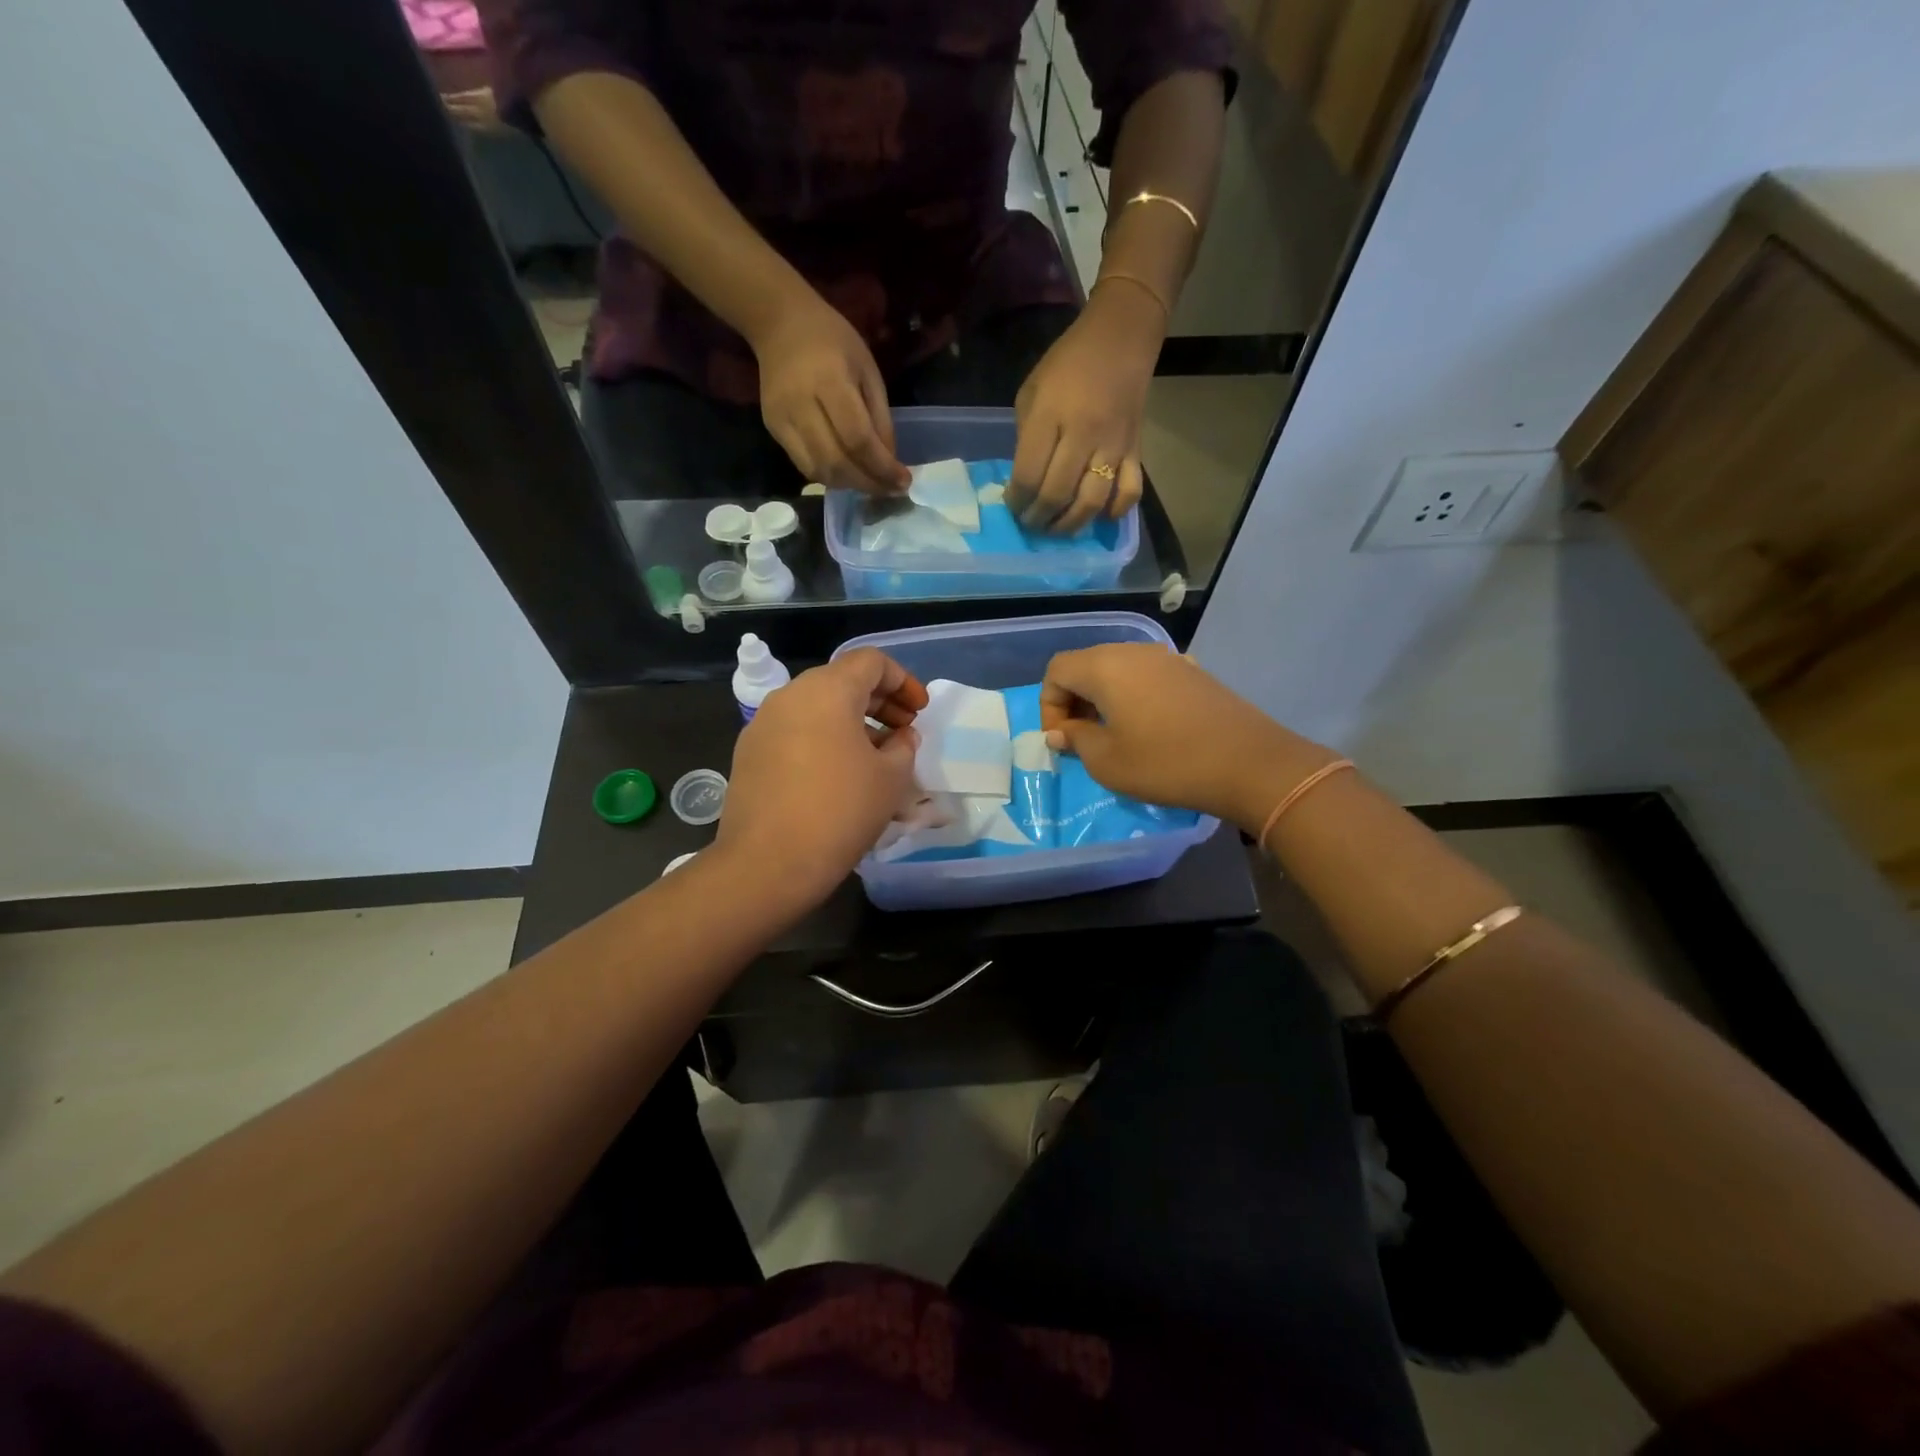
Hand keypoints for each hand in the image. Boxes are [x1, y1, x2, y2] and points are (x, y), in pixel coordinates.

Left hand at [717, 649, 930, 906]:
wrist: (768, 863)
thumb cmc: (841, 811)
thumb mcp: (891, 778)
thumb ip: (904, 746)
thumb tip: (900, 736)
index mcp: (827, 690)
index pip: (871, 661)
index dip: (903, 681)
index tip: (919, 712)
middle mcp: (790, 695)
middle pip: (842, 681)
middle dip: (879, 701)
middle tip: (904, 732)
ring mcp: (763, 724)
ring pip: (817, 707)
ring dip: (851, 722)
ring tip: (875, 757)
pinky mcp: (749, 752)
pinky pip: (795, 731)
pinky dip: (823, 739)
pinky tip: (837, 774)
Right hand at [750, 294, 910, 495]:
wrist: (779, 323)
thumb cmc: (832, 340)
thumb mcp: (868, 370)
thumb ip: (880, 417)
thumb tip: (889, 461)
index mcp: (830, 381)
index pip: (858, 439)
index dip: (882, 467)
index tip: (903, 481)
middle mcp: (801, 405)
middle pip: (837, 462)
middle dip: (868, 483)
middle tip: (890, 489)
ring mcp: (783, 419)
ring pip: (819, 471)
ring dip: (849, 484)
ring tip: (870, 482)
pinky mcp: (773, 429)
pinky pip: (804, 466)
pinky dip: (829, 477)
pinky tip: (847, 473)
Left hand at [1008, 281, 1161, 532]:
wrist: (1122, 336)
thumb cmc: (1068, 363)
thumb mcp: (1031, 391)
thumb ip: (1026, 437)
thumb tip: (1024, 479)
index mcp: (1049, 416)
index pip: (1028, 475)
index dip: (1016, 501)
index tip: (1012, 506)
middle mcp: (1082, 434)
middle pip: (1057, 495)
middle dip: (1038, 519)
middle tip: (1031, 523)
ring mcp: (1112, 445)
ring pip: (1091, 502)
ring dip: (1070, 525)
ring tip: (1057, 529)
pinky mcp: (1136, 450)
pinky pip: (1129, 492)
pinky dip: (1114, 512)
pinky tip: (1100, 516)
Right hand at [1039, 645, 1338, 829]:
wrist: (1248, 763)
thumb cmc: (1166, 763)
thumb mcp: (1107, 762)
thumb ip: (1076, 740)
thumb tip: (1062, 732)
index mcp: (1106, 667)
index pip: (1057, 670)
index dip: (1049, 705)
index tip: (1063, 740)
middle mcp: (1134, 652)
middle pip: (1087, 665)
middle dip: (1074, 700)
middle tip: (1082, 739)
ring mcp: (1168, 658)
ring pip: (1118, 670)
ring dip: (1104, 699)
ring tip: (1114, 735)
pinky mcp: (1193, 672)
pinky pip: (1147, 677)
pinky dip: (1134, 697)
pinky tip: (1150, 728)